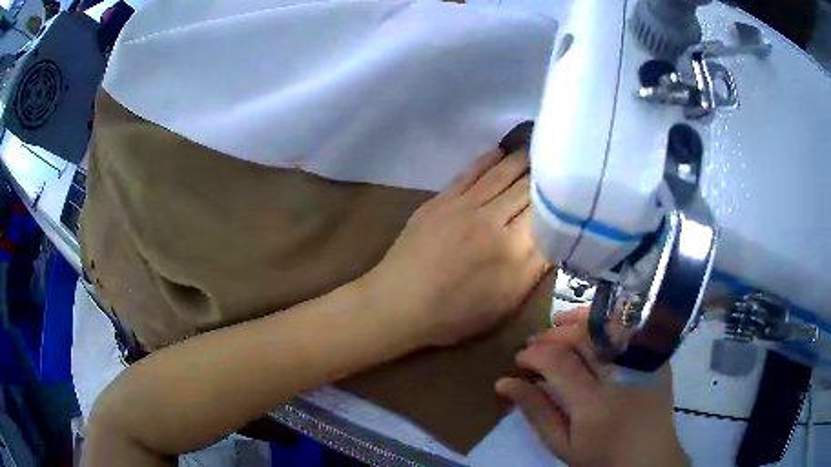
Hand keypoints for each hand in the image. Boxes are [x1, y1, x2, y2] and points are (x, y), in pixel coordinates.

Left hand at [362, 148, 550, 347]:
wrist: (398, 303)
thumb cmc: (453, 314)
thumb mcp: (504, 304)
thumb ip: (534, 269)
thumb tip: (556, 237)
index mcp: (513, 251)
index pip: (547, 214)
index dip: (561, 199)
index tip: (572, 189)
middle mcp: (492, 220)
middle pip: (528, 188)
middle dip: (546, 175)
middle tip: (560, 163)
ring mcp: (464, 206)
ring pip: (502, 173)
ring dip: (523, 159)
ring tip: (538, 149)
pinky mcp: (441, 200)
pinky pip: (471, 172)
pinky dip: (489, 160)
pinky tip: (501, 151)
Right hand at [496, 308, 688, 466]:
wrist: (649, 457)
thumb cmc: (601, 458)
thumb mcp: (562, 445)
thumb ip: (537, 412)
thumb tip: (504, 383)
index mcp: (594, 404)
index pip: (559, 363)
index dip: (534, 355)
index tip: (520, 360)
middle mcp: (620, 377)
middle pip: (582, 338)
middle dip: (551, 336)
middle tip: (534, 344)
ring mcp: (642, 363)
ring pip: (607, 325)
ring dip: (578, 320)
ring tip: (557, 323)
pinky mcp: (655, 358)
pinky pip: (629, 327)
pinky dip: (606, 320)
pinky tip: (591, 325)